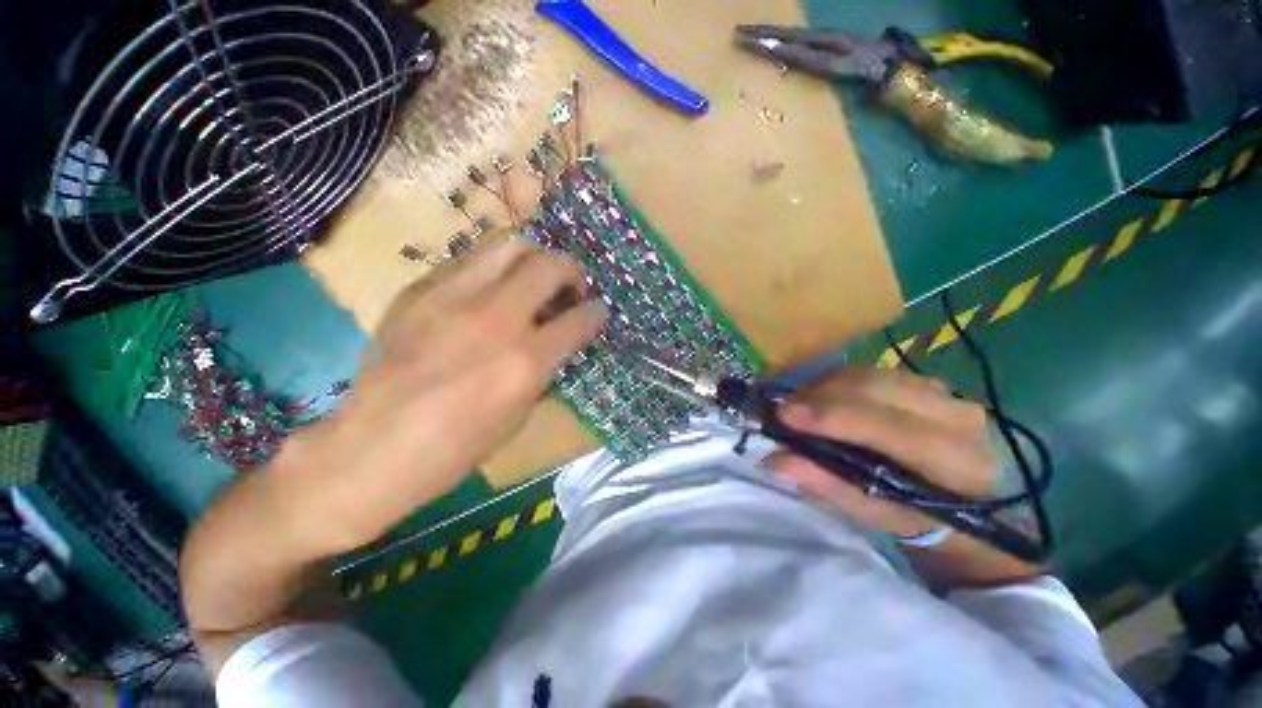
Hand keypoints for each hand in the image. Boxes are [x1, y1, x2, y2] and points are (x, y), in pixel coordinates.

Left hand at [278, 236, 606, 554]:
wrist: (371, 450)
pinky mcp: (418, 292)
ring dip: (532, 259)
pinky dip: (492, 270)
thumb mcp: (520, 415)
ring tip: (531, 279)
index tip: (596, 312)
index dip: (596, 313)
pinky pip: (469, 261)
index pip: (580, 318)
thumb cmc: (457, 448)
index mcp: (526, 361)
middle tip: (568, 289)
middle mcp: (496, 320)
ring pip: (508, 245)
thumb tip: (559, 342)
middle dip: (571, 272)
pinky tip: (488, 293)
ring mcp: (453, 299)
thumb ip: (545, 369)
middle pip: (549, 265)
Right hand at [765, 368, 996, 538]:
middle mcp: (957, 416)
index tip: (784, 415)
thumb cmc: (915, 517)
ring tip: (796, 405)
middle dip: (820, 396)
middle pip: (875, 389)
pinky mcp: (925, 381)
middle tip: (782, 409)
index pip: (889, 428)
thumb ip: (826, 484)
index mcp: (956, 462)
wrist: (960, 500)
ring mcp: (944, 392)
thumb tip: (774, 461)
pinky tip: (819, 397)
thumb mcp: (872, 512)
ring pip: (870, 374)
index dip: (833, 418)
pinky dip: (837, 381)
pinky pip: (871, 370)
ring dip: (824, 386)